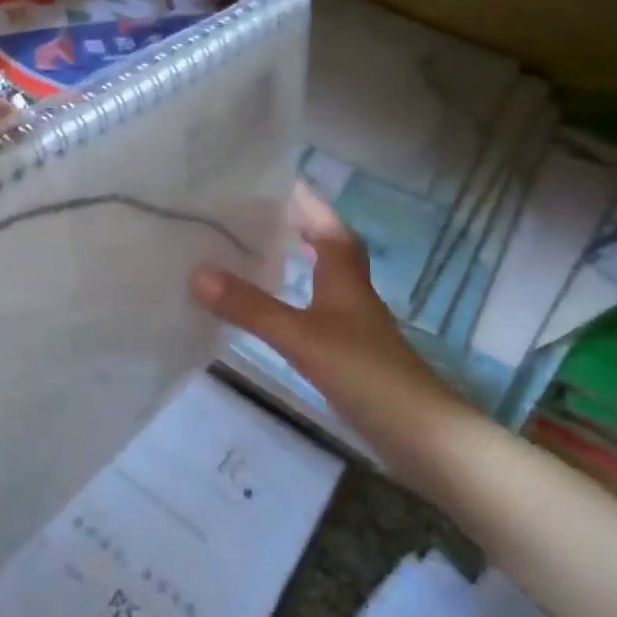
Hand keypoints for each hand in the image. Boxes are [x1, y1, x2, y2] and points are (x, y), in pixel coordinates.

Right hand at [191, 186, 471, 485]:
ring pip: (323, 282)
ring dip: (298, 264)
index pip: (329, 226)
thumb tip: (197, 272)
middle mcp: (352, 295)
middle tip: (257, 215)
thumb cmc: (364, 374)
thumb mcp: (301, 336)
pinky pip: (317, 315)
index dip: (309, 203)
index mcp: (345, 278)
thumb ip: (251, 307)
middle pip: (329, 249)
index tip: (280, 180)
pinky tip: (276, 314)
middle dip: (300, 228)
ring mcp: (353, 328)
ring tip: (257, 255)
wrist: (419, 436)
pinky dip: (296, 303)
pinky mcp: (349, 357)